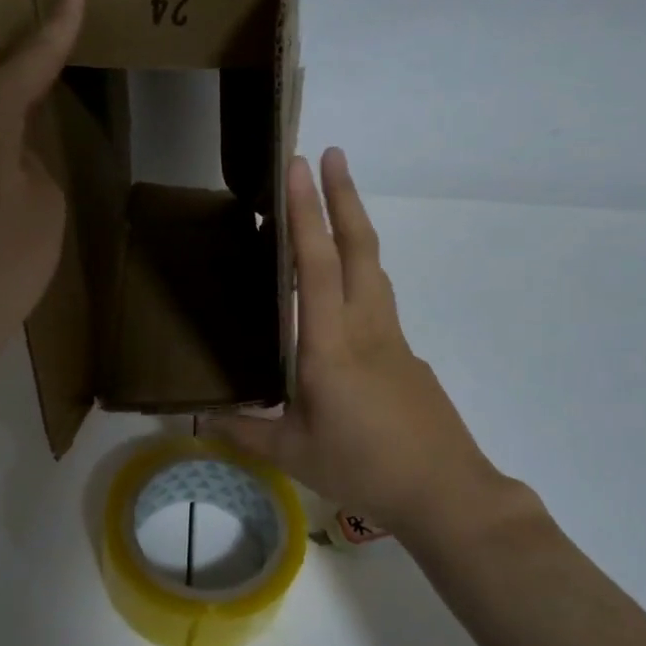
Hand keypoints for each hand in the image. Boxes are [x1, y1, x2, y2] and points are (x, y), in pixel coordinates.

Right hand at [205, 149, 528, 545]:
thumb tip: (200, 421)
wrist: (445, 491)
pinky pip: (378, 298)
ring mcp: (392, 338)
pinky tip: (343, 290)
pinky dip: (360, 270)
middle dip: (343, 196)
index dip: (306, 213)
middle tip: (329, 154)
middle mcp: (365, 328)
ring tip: (338, 201)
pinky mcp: (406, 354)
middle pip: (358, 248)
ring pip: (374, 268)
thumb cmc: (364, 468)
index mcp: (331, 345)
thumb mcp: (293, 454)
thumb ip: (246, 432)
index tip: (298, 167)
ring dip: (356, 226)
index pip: (316, 265)